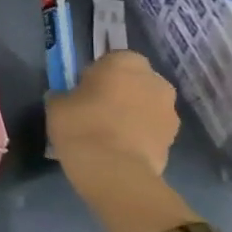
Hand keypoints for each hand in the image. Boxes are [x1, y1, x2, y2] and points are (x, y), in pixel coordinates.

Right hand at [45, 50, 179, 175]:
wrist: (114, 171)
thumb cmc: (82, 125)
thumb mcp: (57, 104)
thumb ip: (66, 95)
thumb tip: (69, 99)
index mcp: (125, 62)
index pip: (111, 60)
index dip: (97, 75)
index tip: (84, 92)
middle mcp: (154, 80)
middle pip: (134, 81)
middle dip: (121, 93)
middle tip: (97, 111)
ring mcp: (169, 111)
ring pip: (146, 106)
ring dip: (133, 114)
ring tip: (109, 135)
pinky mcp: (174, 139)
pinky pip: (152, 130)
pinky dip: (140, 136)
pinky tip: (120, 150)